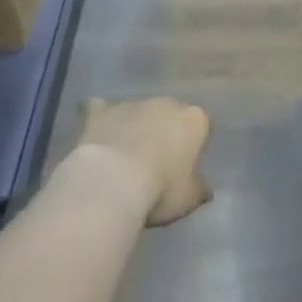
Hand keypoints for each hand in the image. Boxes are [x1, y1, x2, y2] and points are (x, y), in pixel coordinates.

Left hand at [74, 97, 213, 225]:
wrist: (112, 182)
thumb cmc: (161, 189)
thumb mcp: (190, 198)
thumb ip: (199, 188)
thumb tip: (204, 188)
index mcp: (194, 120)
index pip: (202, 125)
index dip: (194, 145)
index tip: (185, 167)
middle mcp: (166, 103)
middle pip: (169, 114)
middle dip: (163, 131)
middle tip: (155, 163)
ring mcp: (131, 104)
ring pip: (137, 112)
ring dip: (134, 127)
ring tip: (123, 159)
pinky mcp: (100, 111)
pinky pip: (100, 108)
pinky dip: (100, 118)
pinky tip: (97, 132)